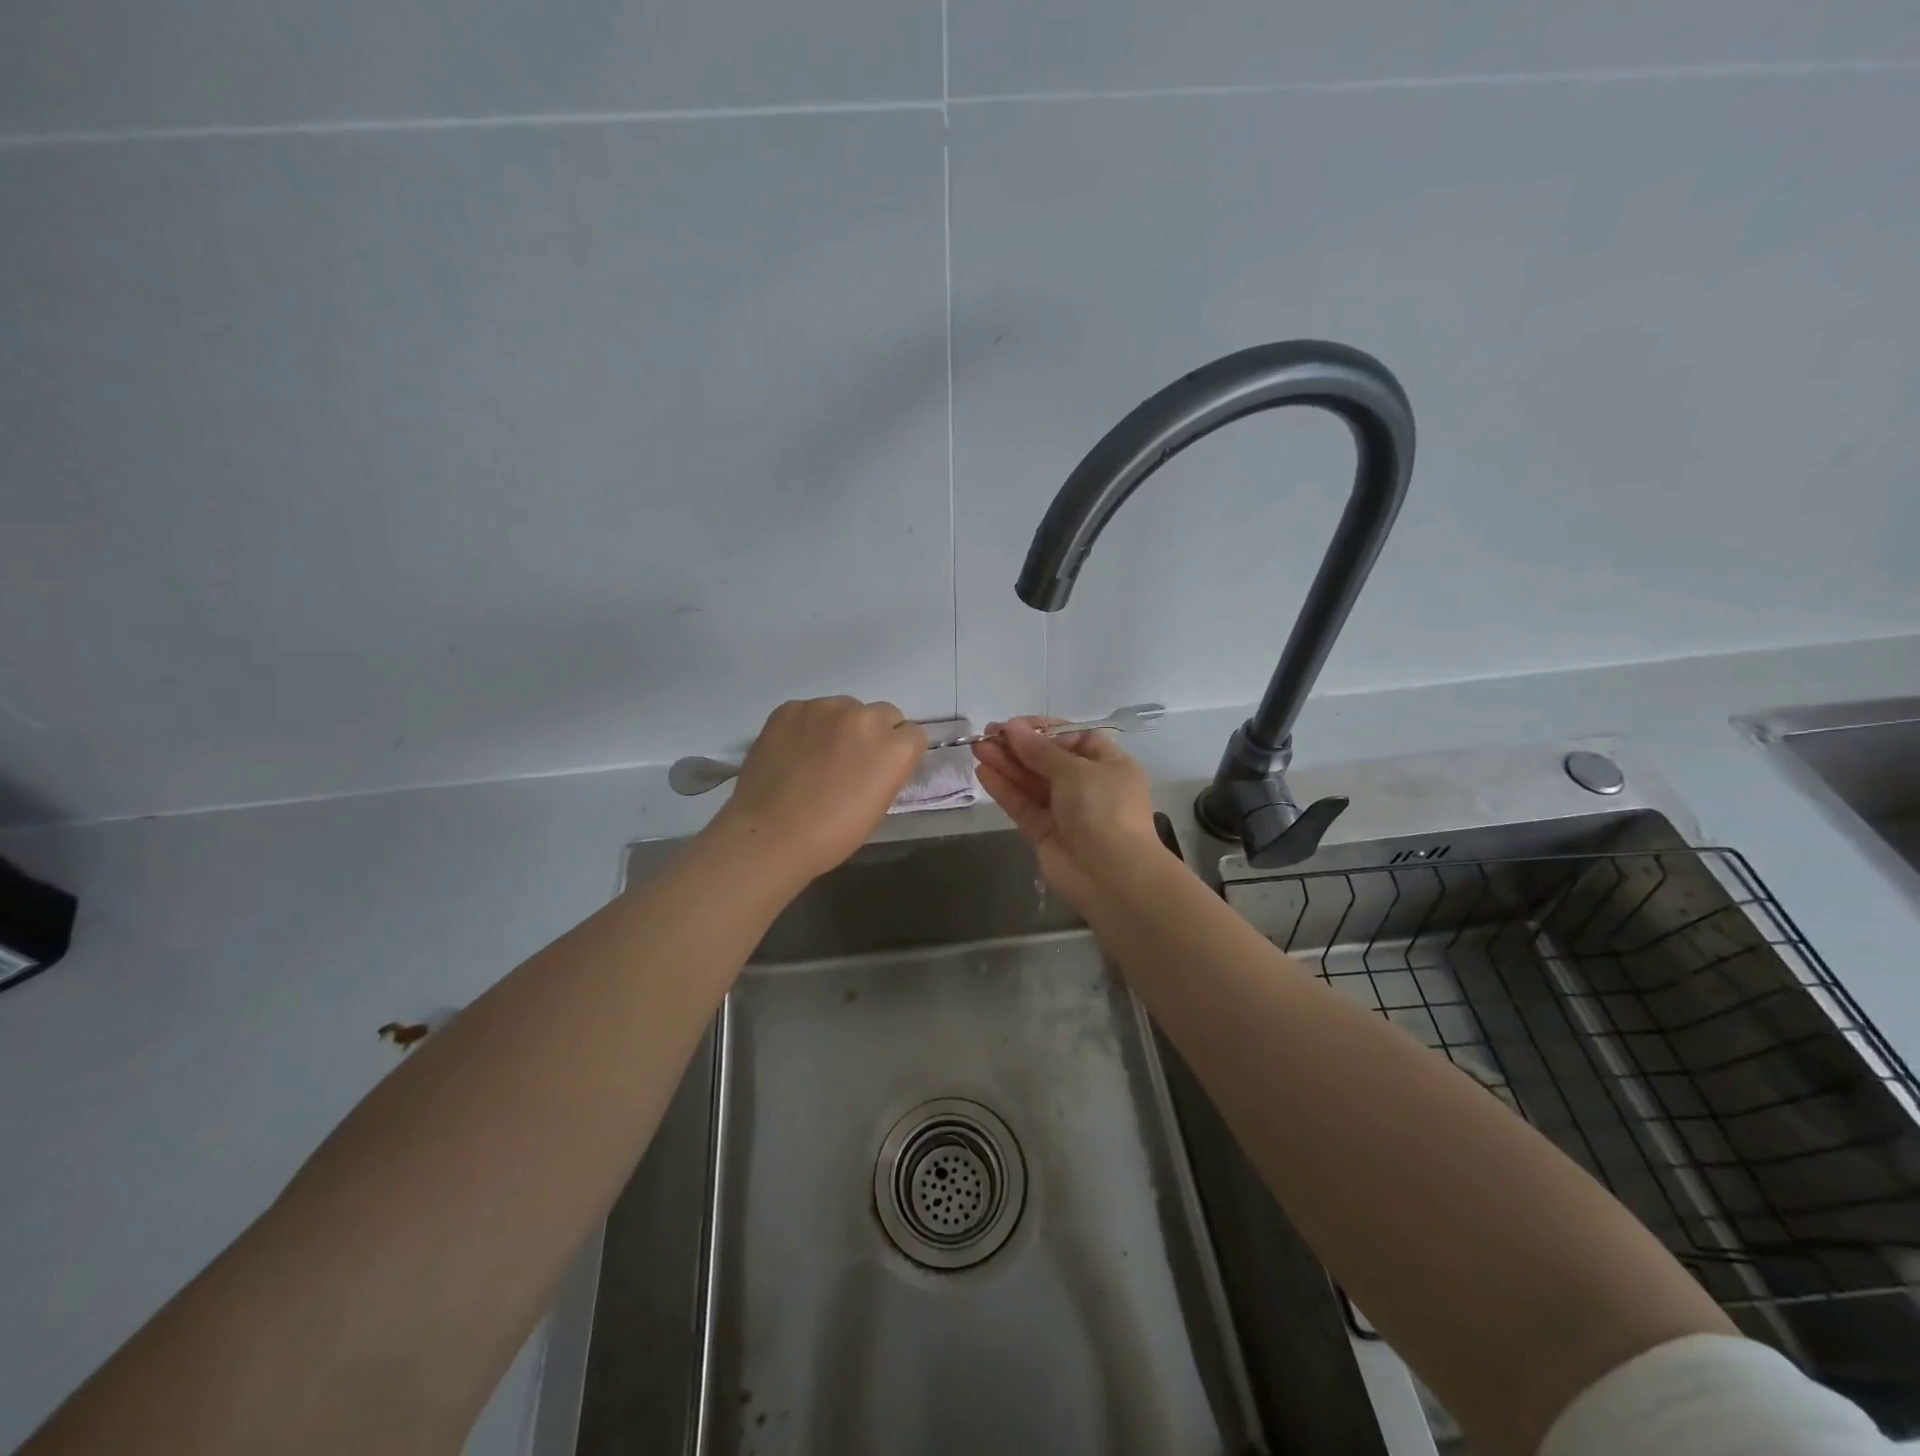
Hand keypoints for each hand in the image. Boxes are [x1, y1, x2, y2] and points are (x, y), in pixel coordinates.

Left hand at [709, 697, 926, 883]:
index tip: (882, 767)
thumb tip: (877, 760)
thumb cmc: (831, 834)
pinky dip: (807, 727)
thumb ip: (886, 771)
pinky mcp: (791, 708)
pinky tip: (792, 752)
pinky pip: (810, 711)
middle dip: (873, 733)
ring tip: (816, 756)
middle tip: (852, 759)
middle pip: (883, 713)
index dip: (898, 751)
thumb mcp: (877, 805)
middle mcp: (865, 717)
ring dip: (839, 726)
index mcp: (894, 747)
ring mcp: (825, 708)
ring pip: (845, 708)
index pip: (913, 734)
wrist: (770, 834)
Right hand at [972, 717, 1160, 911]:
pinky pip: (1023, 805)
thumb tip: (1012, 728)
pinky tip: (983, 772)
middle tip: (987, 734)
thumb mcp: (1075, 770)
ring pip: (1032, 782)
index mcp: (1109, 765)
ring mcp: (1066, 812)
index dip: (1044, 730)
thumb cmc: (1104, 809)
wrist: (1111, 875)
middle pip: (1049, 760)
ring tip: (977, 748)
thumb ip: (1039, 751)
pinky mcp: (1045, 833)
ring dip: (1006, 764)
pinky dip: (1004, 789)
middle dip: (1019, 747)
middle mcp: (1089, 786)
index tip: (1015, 725)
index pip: (1075, 739)